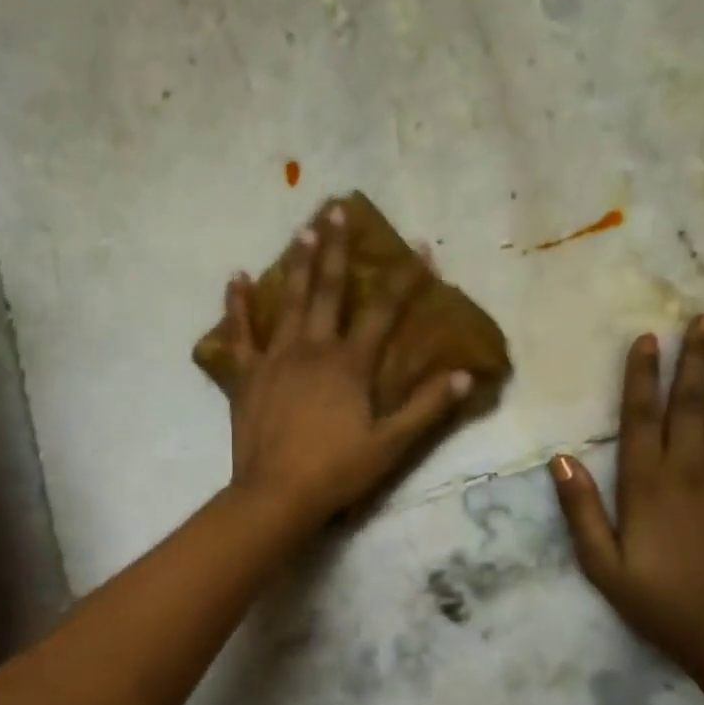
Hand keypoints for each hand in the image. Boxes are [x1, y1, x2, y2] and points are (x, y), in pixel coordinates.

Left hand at [220, 204, 470, 528]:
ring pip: (288, 301)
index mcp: (350, 364)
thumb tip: (467, 375)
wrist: (275, 495)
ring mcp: (276, 359)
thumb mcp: (391, 444)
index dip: (406, 278)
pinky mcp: (247, 375)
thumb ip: (428, 408)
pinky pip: (240, 333)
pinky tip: (236, 277)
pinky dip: (237, 305)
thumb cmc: (336, 471)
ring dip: (298, 264)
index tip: (421, 247)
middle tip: (337, 209)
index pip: (384, 311)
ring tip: (304, 230)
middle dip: (337, 249)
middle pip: (329, 291)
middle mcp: (313, 349)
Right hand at [550, 315, 703, 674]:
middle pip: (690, 402)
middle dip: (694, 358)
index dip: (643, 376)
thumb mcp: (600, 564)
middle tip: (702, 318)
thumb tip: (561, 459)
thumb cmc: (656, 600)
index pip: (642, 416)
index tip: (648, 340)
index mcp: (646, 484)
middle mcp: (689, 469)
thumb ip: (580, 510)